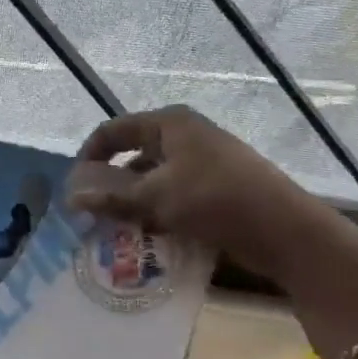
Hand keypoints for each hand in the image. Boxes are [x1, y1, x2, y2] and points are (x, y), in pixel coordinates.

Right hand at [64, 106, 354, 284]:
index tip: (74, 186)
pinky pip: (174, 194)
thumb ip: (110, 196)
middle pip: (132, 154)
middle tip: (93, 212)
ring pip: (153, 178)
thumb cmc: (215, 200)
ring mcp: (204, 161)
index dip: (89, 155)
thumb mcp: (155, 197)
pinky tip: (149, 234)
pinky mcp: (217, 186)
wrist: (287, 232)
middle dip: (111, 183)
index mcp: (169, 124)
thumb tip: (71, 198)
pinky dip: (157, 210)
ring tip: (117, 228)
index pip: (113, 131)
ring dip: (133, 201)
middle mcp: (185, 135)